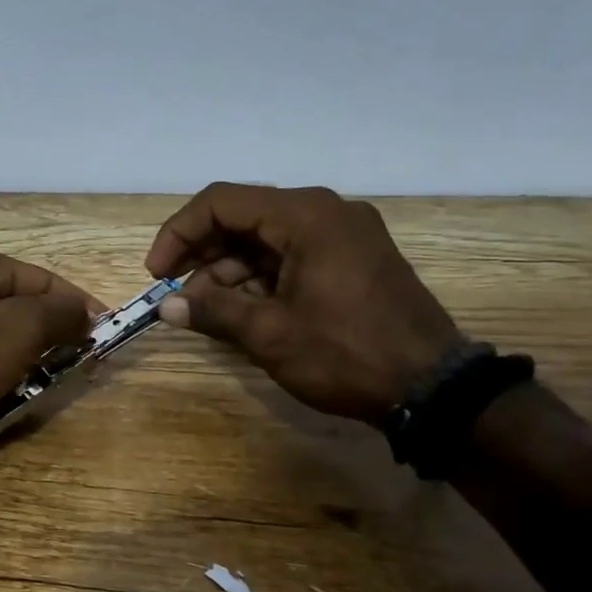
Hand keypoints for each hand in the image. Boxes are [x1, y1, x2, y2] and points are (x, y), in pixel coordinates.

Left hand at [0, 243, 101, 439]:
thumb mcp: (19, 328)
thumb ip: (60, 314)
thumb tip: (88, 312)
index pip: (42, 279)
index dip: (78, 306)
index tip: (105, 336)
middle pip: (20, 308)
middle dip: (51, 335)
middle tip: (80, 365)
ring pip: (0, 339)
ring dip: (26, 360)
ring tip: (48, 383)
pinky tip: (10, 395)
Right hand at [146, 184, 463, 425]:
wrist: (433, 389)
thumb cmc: (345, 354)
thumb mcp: (270, 334)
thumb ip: (212, 311)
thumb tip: (166, 306)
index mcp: (305, 216)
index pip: (221, 202)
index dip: (179, 233)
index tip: (158, 274)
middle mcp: (325, 212)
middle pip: (243, 217)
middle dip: (202, 255)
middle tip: (177, 295)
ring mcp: (343, 234)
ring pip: (265, 239)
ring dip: (229, 271)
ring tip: (207, 311)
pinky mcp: (352, 259)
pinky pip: (291, 255)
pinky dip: (260, 278)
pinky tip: (242, 310)